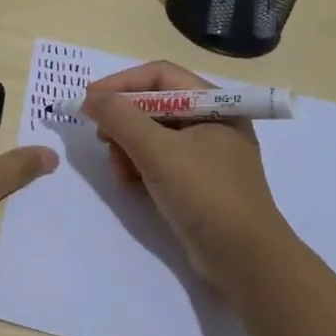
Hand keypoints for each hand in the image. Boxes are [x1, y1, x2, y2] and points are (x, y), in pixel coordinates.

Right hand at [81, 61, 288, 286]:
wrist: (245, 260)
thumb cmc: (206, 194)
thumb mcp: (158, 152)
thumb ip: (121, 118)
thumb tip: (90, 99)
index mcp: (214, 103)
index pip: (160, 76)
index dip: (121, 84)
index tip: (90, 100)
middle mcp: (213, 121)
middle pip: (155, 104)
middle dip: (124, 120)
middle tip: (101, 137)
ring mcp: (207, 153)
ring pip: (154, 134)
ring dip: (128, 146)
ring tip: (117, 169)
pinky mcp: (199, 181)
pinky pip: (161, 160)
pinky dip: (141, 166)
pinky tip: (129, 183)